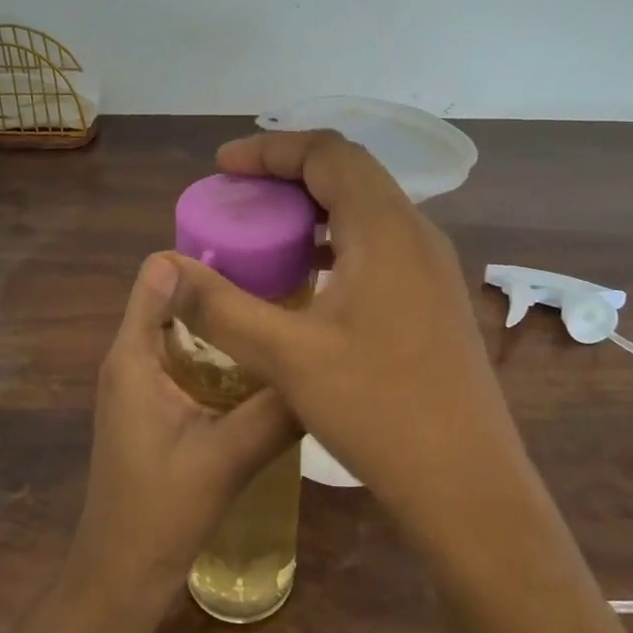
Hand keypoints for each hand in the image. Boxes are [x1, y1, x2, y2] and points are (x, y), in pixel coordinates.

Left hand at [66, 254, 301, 603]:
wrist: (123, 572)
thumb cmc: (162, 511)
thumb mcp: (228, 457)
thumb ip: (276, 410)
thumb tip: (326, 363)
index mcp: (134, 356)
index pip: (158, 275)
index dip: (203, 259)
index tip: (260, 257)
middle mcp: (132, 358)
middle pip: (175, 297)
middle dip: (224, 288)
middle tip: (288, 287)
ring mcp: (142, 382)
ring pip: (185, 329)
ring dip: (226, 322)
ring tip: (284, 318)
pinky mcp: (155, 404)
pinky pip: (188, 358)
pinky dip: (222, 352)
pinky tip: (265, 365)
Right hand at [168, 132, 530, 533]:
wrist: (467, 483)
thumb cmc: (379, 410)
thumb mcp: (287, 357)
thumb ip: (221, 308)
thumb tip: (166, 269)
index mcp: (386, 229)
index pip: (328, 153)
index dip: (271, 150)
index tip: (223, 166)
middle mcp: (417, 234)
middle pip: (350, 173)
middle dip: (289, 173)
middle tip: (240, 194)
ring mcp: (432, 268)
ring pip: (368, 210)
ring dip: (315, 209)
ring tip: (266, 231)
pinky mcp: (434, 299)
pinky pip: (380, 246)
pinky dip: (337, 243)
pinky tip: (309, 280)